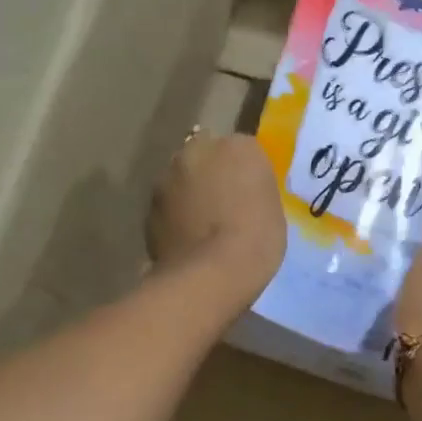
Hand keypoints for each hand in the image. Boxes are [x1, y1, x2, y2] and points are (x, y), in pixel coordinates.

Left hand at [147, 131, 284, 304]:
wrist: (211, 274)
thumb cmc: (256, 240)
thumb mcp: (272, 208)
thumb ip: (253, 188)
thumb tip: (242, 191)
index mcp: (239, 147)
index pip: (242, 149)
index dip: (244, 171)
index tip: (249, 192)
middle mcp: (198, 150)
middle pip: (205, 155)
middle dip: (211, 173)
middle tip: (223, 204)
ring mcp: (168, 176)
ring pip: (181, 178)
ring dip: (189, 192)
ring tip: (201, 224)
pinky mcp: (149, 205)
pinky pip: (167, 205)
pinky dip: (174, 215)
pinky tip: (186, 239)